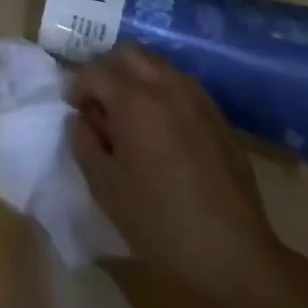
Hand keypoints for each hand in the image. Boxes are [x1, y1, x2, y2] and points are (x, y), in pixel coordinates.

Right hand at [70, 45, 287, 303]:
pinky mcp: (218, 117)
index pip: (95, 71)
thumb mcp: (104, 186)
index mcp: (134, 100)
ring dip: (137, 77)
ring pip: (158, 63)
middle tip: (100, 104)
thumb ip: (84, 142)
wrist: (233, 255)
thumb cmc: (159, 222)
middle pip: (129, 53)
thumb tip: (82, 120)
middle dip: (107, 70)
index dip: (78, 86)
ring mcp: (197, 98)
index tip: (75, 110)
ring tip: (131, 114)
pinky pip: (182, 85)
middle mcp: (166, 86)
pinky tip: (162, 129)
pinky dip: (163, 91)